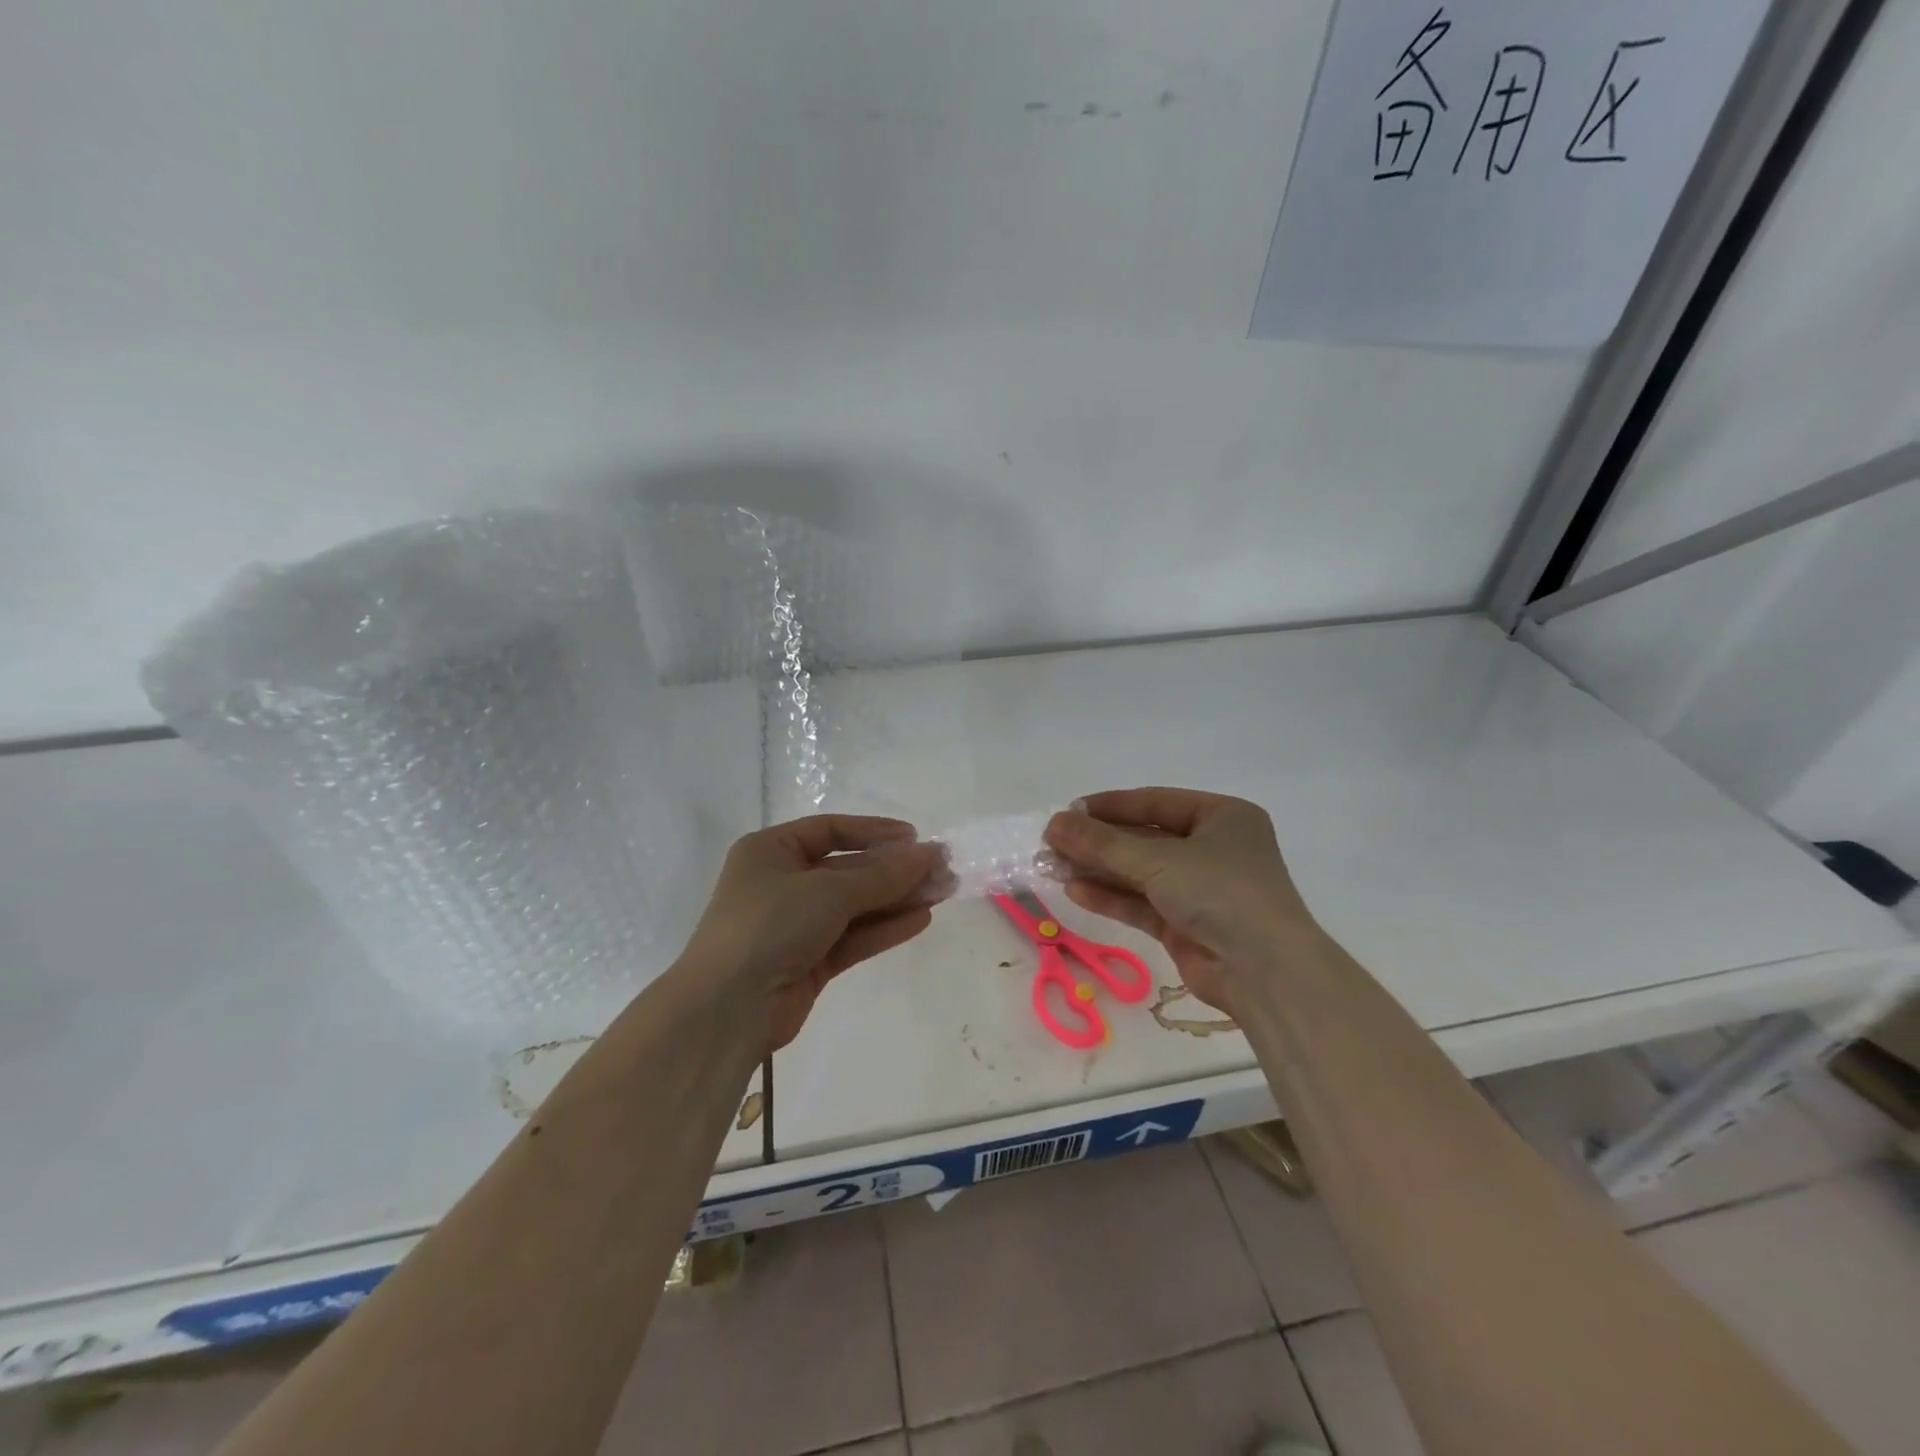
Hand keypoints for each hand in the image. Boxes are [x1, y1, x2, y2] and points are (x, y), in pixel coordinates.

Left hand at [680, 815, 947, 1051]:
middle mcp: (782, 883)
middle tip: (941, 869)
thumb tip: (930, 853)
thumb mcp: (828, 891)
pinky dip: (883, 928)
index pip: (831, 830)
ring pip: (854, 905)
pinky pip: (852, 937)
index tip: (915, 839)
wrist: (726, 1010)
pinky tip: (921, 919)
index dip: (874, 832)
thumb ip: (883, 874)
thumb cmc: (769, 925)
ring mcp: (795, 925)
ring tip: (943, 892)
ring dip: (896, 899)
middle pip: (848, 870)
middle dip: (894, 871)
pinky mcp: (807, 962)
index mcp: (771, 851)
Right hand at [1043, 788, 1318, 1014]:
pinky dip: (1110, 897)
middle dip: (1097, 843)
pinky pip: (1141, 903)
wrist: (1264, 973)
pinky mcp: (1186, 925)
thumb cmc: (1220, 893)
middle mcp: (1212, 848)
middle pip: (1143, 839)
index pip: (1153, 803)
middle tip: (1051, 842)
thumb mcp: (1158, 860)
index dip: (1108, 806)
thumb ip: (1102, 843)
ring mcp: (1200, 889)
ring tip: (1051, 865)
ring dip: (1097, 869)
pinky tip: (1075, 890)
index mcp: (1222, 817)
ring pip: (1139, 872)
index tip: (1066, 812)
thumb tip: (1053, 823)